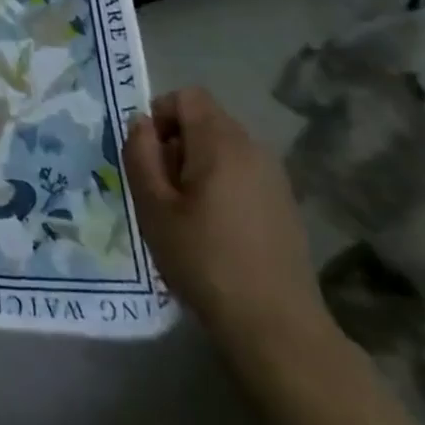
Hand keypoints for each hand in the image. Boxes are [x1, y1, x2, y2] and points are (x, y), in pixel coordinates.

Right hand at [124, 87, 331, 362]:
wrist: (276, 327)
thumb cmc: (205, 260)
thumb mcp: (153, 206)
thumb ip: (140, 154)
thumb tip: (140, 123)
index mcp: (221, 142)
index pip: (188, 96)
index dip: (160, 114)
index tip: (148, 156)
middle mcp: (253, 148)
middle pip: (206, 120)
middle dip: (176, 142)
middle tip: (161, 189)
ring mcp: (274, 177)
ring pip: (223, 148)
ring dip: (197, 165)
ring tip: (185, 212)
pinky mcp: (284, 204)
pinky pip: (242, 173)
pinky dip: (221, 185)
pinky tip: (215, 230)